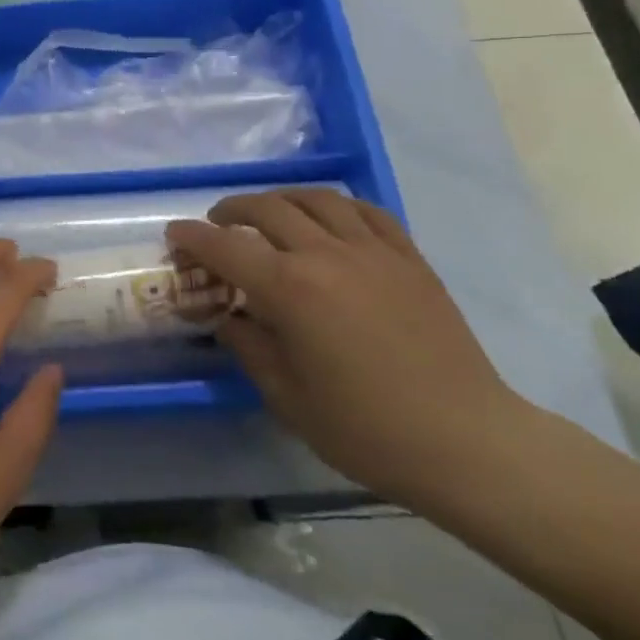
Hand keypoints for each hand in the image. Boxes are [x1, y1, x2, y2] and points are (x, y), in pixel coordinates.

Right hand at [166, 188, 530, 504]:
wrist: (464, 440)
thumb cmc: (365, 429)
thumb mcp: (286, 396)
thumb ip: (248, 345)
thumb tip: (228, 316)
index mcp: (290, 288)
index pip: (226, 247)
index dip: (193, 237)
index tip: (175, 234)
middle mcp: (326, 254)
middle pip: (268, 209)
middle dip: (233, 210)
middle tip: (218, 224)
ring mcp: (373, 250)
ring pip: (316, 199)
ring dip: (282, 199)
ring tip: (269, 214)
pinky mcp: (409, 257)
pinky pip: (366, 211)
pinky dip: (336, 206)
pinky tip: (329, 219)